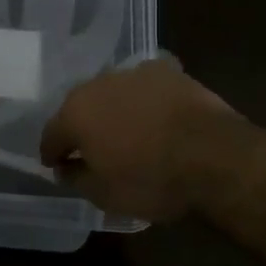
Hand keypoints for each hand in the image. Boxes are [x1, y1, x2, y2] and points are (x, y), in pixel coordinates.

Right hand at [40, 59, 239, 220]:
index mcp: (75, 114)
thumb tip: (64, 168)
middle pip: (80, 107)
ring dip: (113, 109)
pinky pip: (145, 84)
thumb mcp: (105, 195)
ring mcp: (133, 73)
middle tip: (91, 148)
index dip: (51, 153)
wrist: (214, 155)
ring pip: (112, 92)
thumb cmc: (151, 180)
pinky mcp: (166, 70)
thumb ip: (76, 178)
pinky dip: (145, 97)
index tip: (56, 166)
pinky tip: (156, 112)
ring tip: (126, 131)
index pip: (51, 134)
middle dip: (81, 126)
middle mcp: (97, 85)